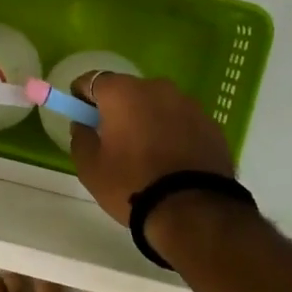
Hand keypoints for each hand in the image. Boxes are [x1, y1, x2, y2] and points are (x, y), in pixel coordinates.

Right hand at [68, 73, 233, 225]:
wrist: (194, 211)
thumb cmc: (132, 184)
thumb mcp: (90, 167)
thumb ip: (80, 137)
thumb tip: (83, 125)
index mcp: (122, 92)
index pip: (92, 81)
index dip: (81, 97)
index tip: (82, 118)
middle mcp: (157, 88)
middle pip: (127, 90)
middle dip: (117, 109)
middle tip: (113, 140)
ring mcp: (188, 104)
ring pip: (157, 105)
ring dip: (148, 119)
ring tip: (147, 154)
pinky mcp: (211, 124)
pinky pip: (182, 122)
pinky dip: (173, 133)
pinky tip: (172, 161)